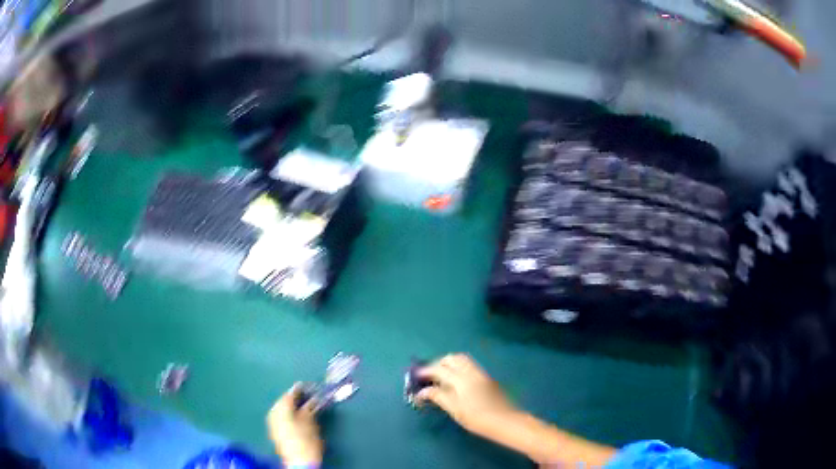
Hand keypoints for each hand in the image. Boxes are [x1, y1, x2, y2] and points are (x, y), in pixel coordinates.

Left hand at [267, 383, 323, 465]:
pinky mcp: (274, 431)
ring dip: (289, 406)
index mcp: (282, 409)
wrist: (299, 461)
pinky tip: (294, 417)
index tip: (306, 386)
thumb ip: (309, 409)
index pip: (289, 394)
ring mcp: (272, 422)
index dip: (299, 389)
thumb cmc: (306, 441)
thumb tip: (311, 400)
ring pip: (279, 408)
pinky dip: (286, 414)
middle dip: (292, 398)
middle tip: (305, 396)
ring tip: (301, 406)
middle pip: (282, 400)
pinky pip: (278, 416)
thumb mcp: (311, 424)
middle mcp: (274, 413)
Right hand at [415, 354, 518, 436]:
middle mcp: (471, 371)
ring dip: (450, 364)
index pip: (440, 369)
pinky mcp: (487, 378)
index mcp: (461, 379)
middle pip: (452, 358)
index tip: (417, 376)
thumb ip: (438, 397)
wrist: (504, 420)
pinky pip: (469, 366)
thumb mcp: (455, 409)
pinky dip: (459, 368)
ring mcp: (481, 373)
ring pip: (462, 360)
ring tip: (441, 377)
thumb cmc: (477, 418)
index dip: (426, 371)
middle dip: (439, 363)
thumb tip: (422, 391)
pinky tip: (455, 381)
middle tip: (430, 375)